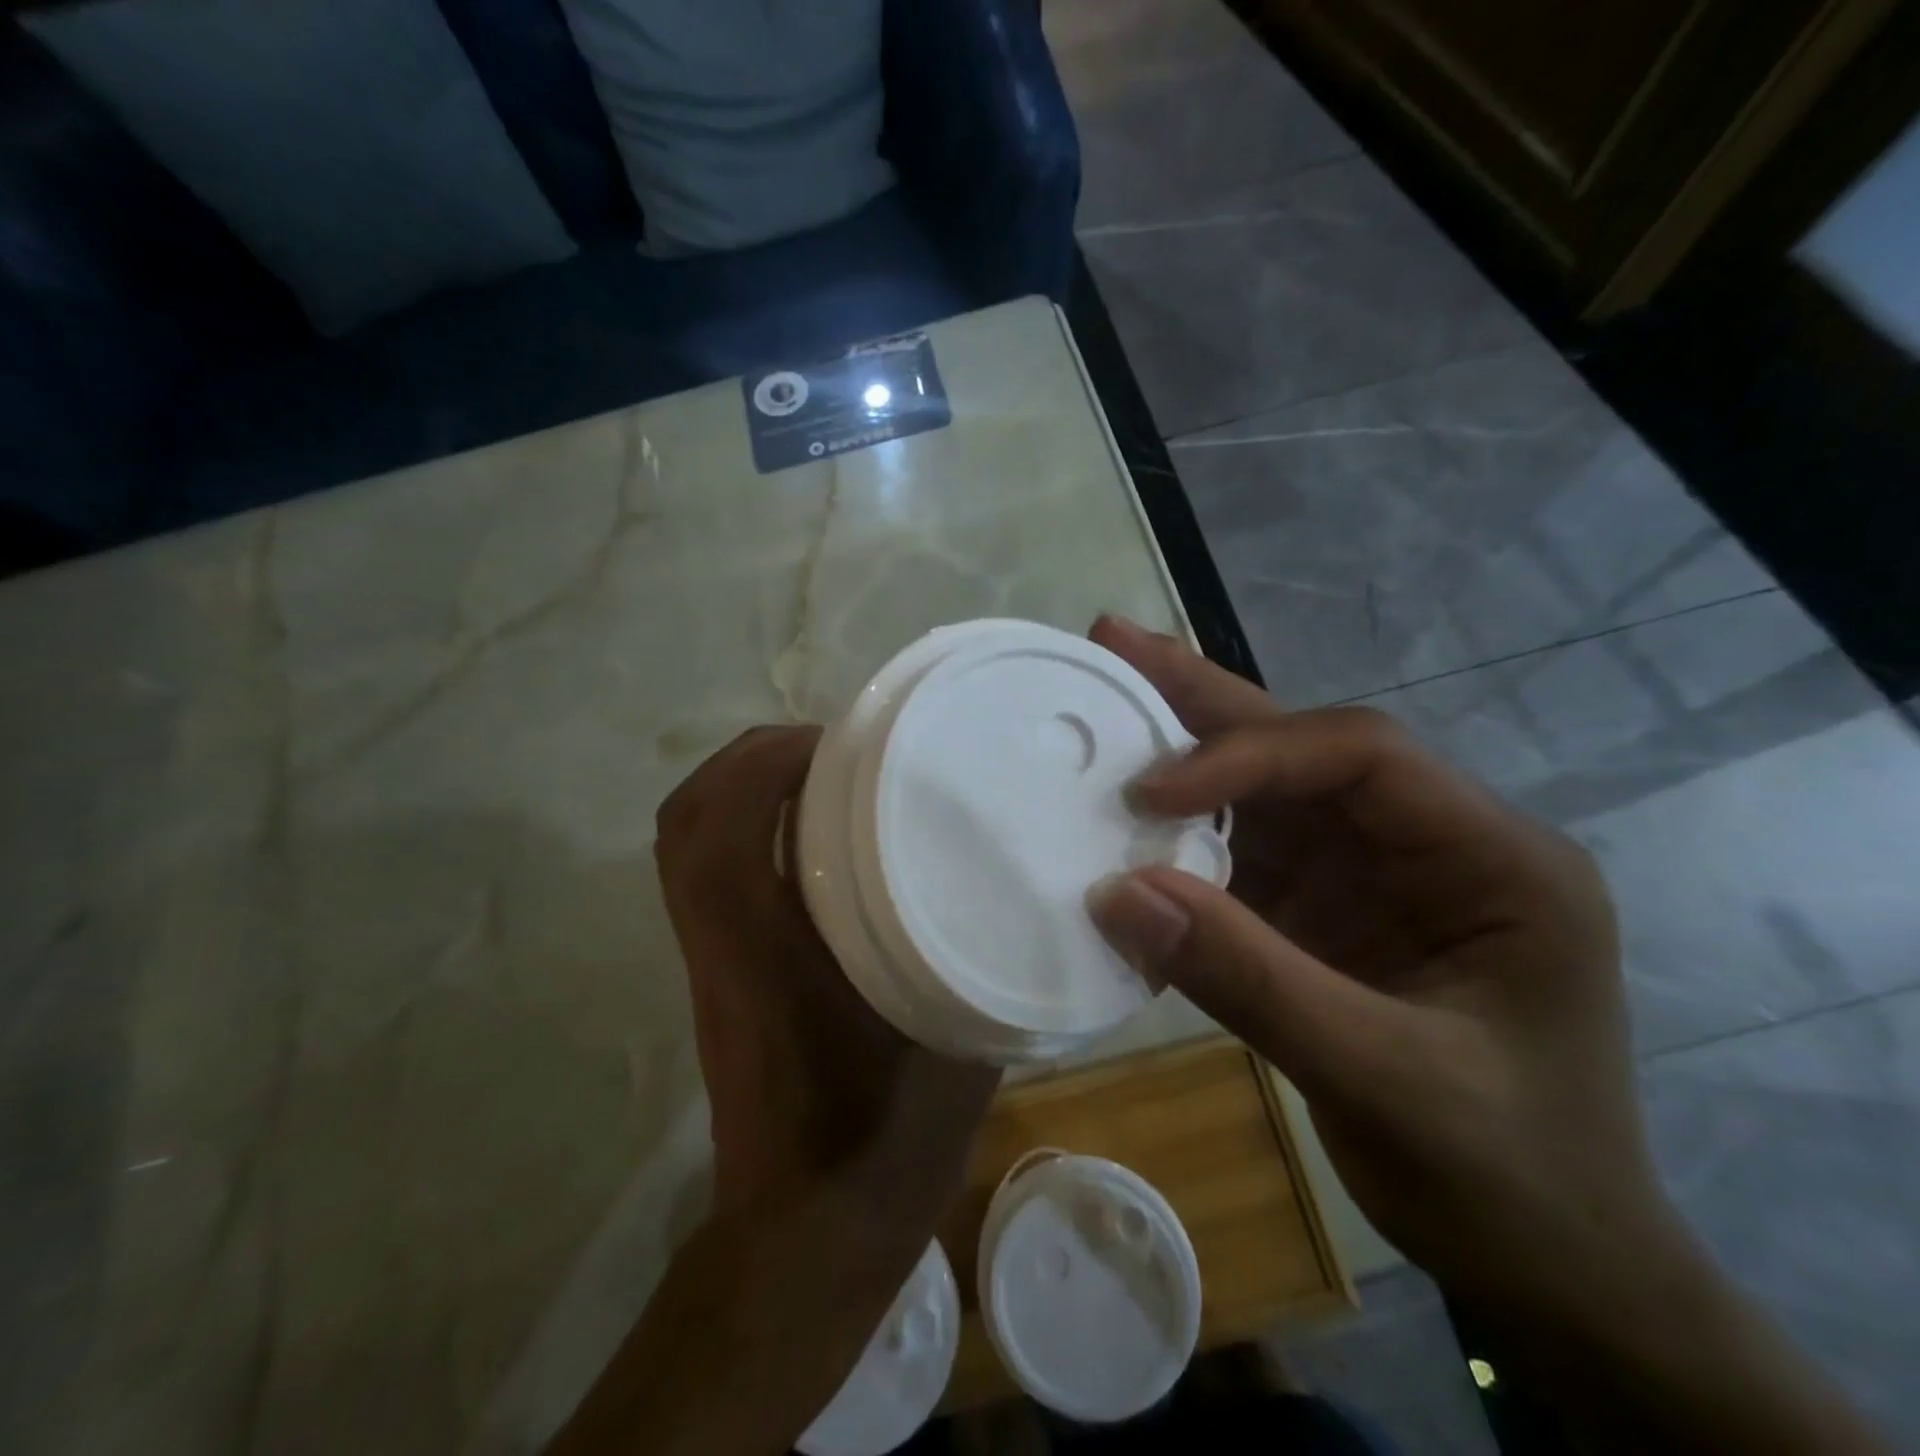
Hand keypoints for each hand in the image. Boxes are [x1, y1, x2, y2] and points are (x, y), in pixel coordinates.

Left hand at [655, 726, 999, 1226]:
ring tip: (821, 771)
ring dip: (743, 787)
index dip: (764, 768)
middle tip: (831, 747)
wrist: (807, 1238)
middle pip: (686, 823)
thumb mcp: (955, 1040)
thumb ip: (980, 952)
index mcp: (765, 959)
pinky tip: (815, 831)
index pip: (719, 837)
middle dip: (749, 760)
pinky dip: (747, 826)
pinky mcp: (721, 971)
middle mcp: (721, 946)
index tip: (839, 743)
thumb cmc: (883, 1144)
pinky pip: (709, 870)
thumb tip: (1012, 875)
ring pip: (687, 843)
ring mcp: (711, 959)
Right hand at [1084, 616, 1673, 1319]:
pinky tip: (1128, 812)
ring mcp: (1373, 874)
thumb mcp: (1383, 1079)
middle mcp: (1430, 841)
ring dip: (1185, 751)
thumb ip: (1249, 980)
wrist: (1548, 1264)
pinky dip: (1182, 836)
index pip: (1359, 757)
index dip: (1247, 756)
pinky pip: (1243, 851)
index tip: (1149, 796)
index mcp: (1491, 856)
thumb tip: (1115, 894)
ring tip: (1110, 699)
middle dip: (1207, 697)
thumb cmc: (1504, 1175)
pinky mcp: (1326, 910)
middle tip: (1115, 642)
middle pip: (1306, 746)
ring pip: (1267, 789)